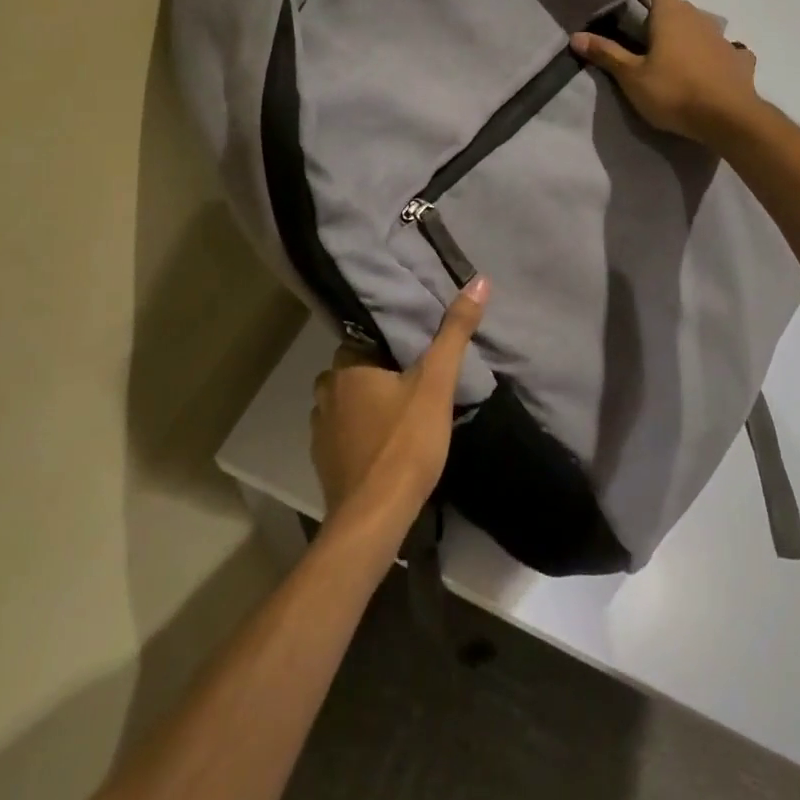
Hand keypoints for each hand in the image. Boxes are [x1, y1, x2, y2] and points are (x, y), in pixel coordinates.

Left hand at [311, 277, 486, 521]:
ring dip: (367, 404)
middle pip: (354, 369)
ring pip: (346, 403)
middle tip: (414, 379)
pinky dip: (360, 434)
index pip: (364, 338)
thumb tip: (479, 281)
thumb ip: (455, 332)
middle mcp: (326, 393)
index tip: (414, 348)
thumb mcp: (437, 382)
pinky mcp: (323, 464)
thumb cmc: (404, 443)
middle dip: (379, 372)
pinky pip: (343, 434)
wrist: (375, 517)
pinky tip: (384, 444)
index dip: (389, 342)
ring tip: (401, 410)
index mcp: (347, 367)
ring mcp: (320, 431)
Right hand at [571, 0, 759, 144]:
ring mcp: (723, 39)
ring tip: (676, 66)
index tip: (633, 16)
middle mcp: (699, 19)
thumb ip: (606, 54)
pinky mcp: (740, 61)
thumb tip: (576, 36)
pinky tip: (710, 76)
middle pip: (680, 8)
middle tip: (646, 47)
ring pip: (702, 29)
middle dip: (664, 21)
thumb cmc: (673, 92)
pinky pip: (727, 52)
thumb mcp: (631, 77)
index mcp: (671, 15)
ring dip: (690, 40)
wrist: (728, 118)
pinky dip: (717, 59)